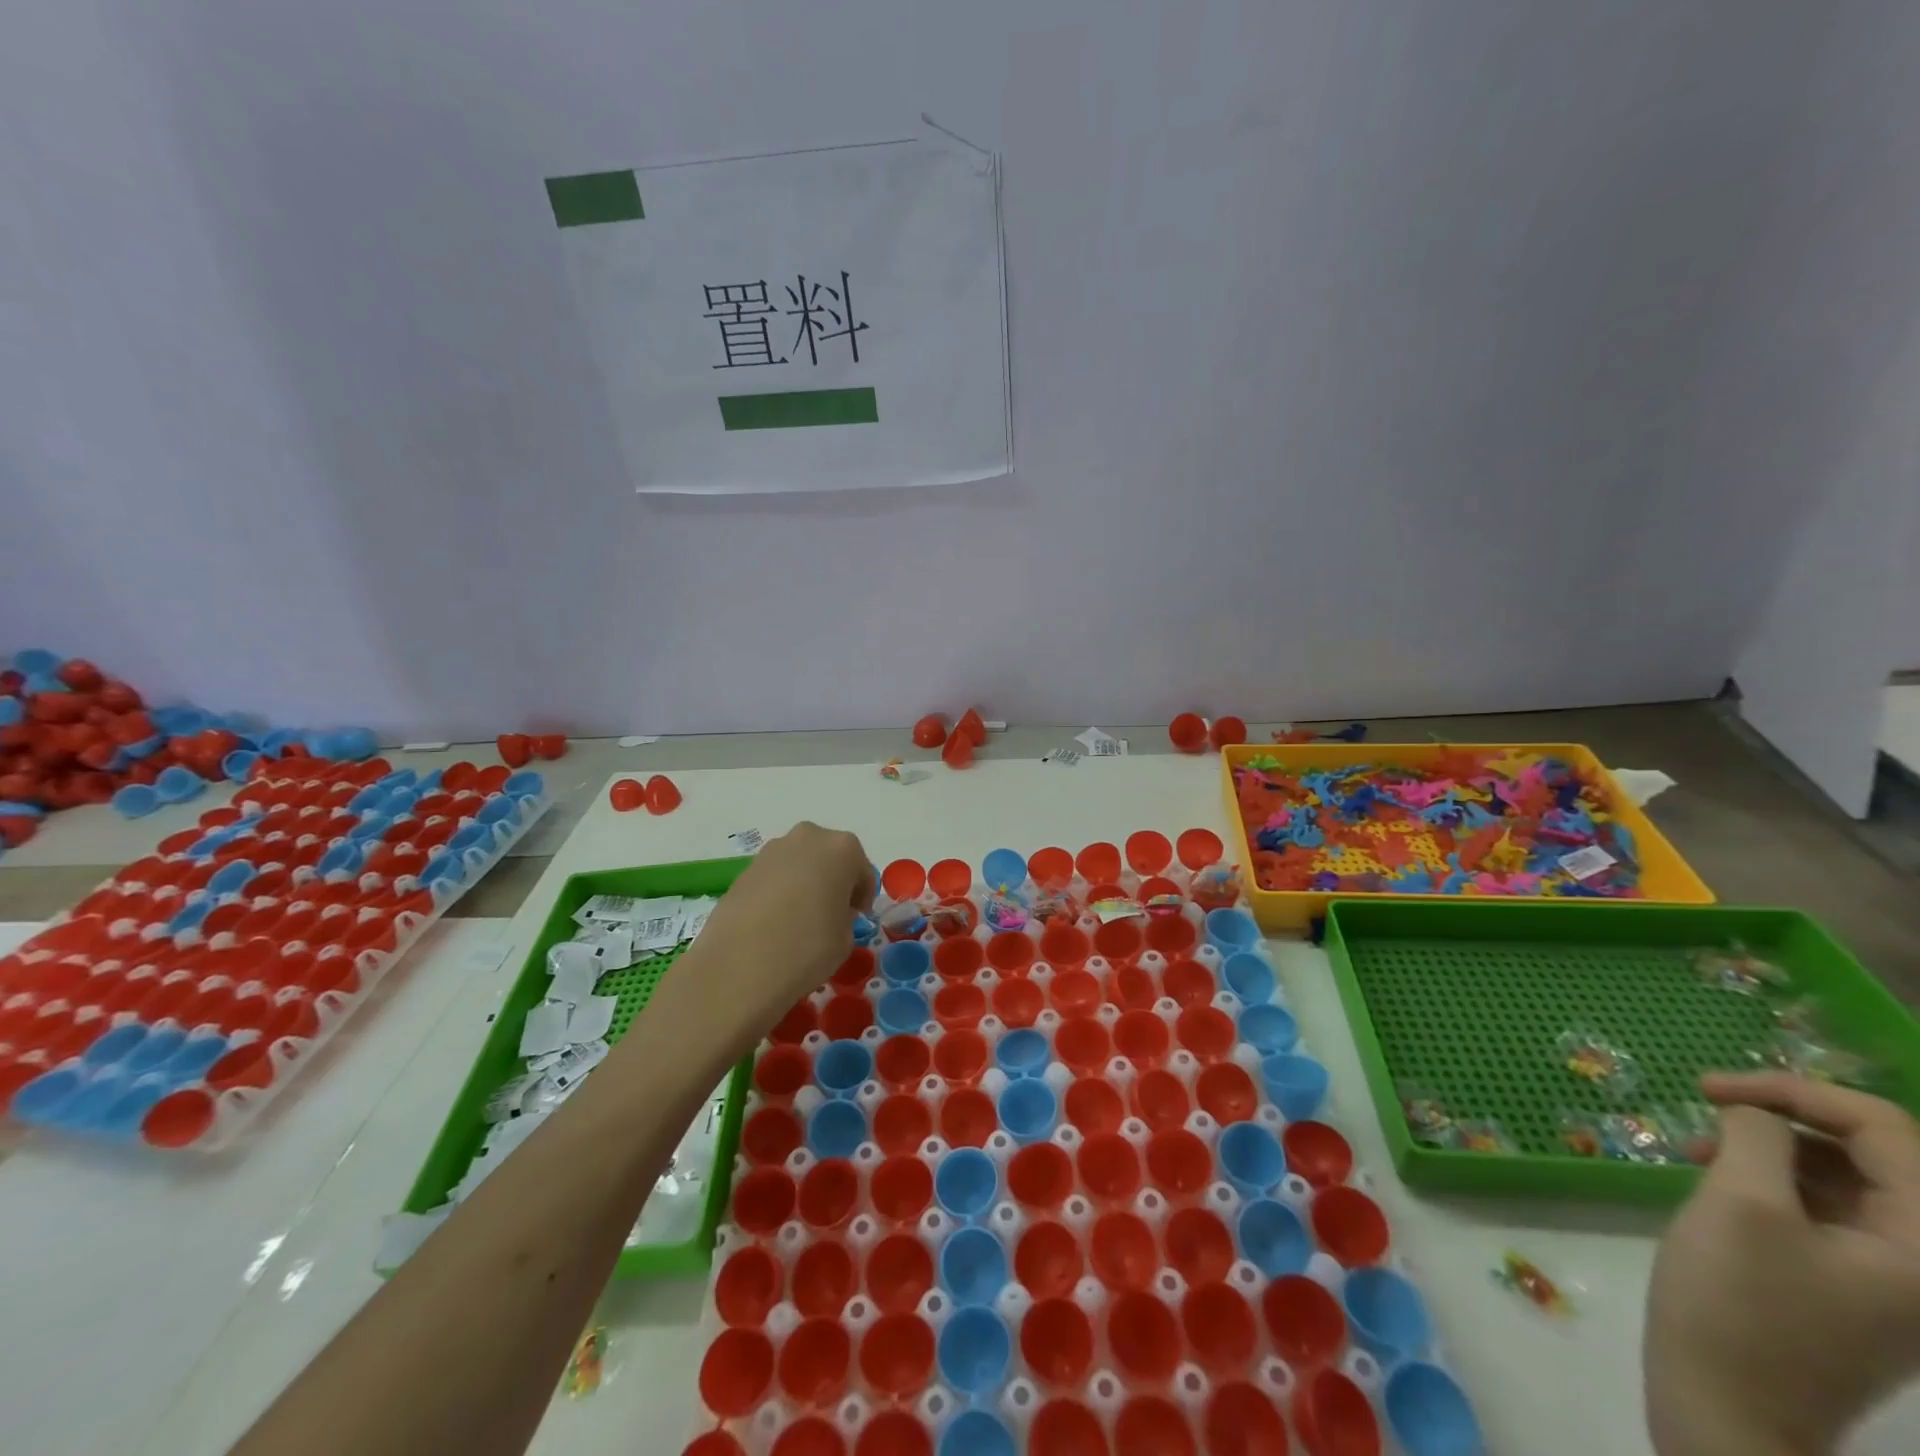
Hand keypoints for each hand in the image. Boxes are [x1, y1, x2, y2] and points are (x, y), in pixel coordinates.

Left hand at [656, 822, 874, 1054]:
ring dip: (804, 883)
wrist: (738, 967)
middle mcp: (808, 838)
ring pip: (799, 863)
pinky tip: (773, 923)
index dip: (861, 896)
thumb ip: (845, 916)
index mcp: (842, 849)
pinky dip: (779, 892)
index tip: (856, 918)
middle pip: (829, 857)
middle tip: (830, 914)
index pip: (862, 870)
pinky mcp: (744, 869)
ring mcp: (771, 850)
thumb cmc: (807, 949)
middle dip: (832, 880)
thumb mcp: (846, 938)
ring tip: (798, 920)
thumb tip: (829, 912)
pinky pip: (774, 876)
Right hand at [1645, 1073, 1919, 1455]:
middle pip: (1872, 1156)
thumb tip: (1754, 1112)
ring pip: (1842, 1182)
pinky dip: (1770, 1184)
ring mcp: (1892, 1284)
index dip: (1798, 1092)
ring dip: (1770, 1150)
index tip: (1712, 1087)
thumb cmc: (1738, 1300)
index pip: (1886, 1132)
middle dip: (1783, 1119)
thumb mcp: (1740, 1203)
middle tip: (1704, 1106)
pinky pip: (1825, 1215)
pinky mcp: (1851, 1291)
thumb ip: (1755, 1139)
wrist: (1727, 1405)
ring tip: (1696, 1149)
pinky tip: (1716, 1184)